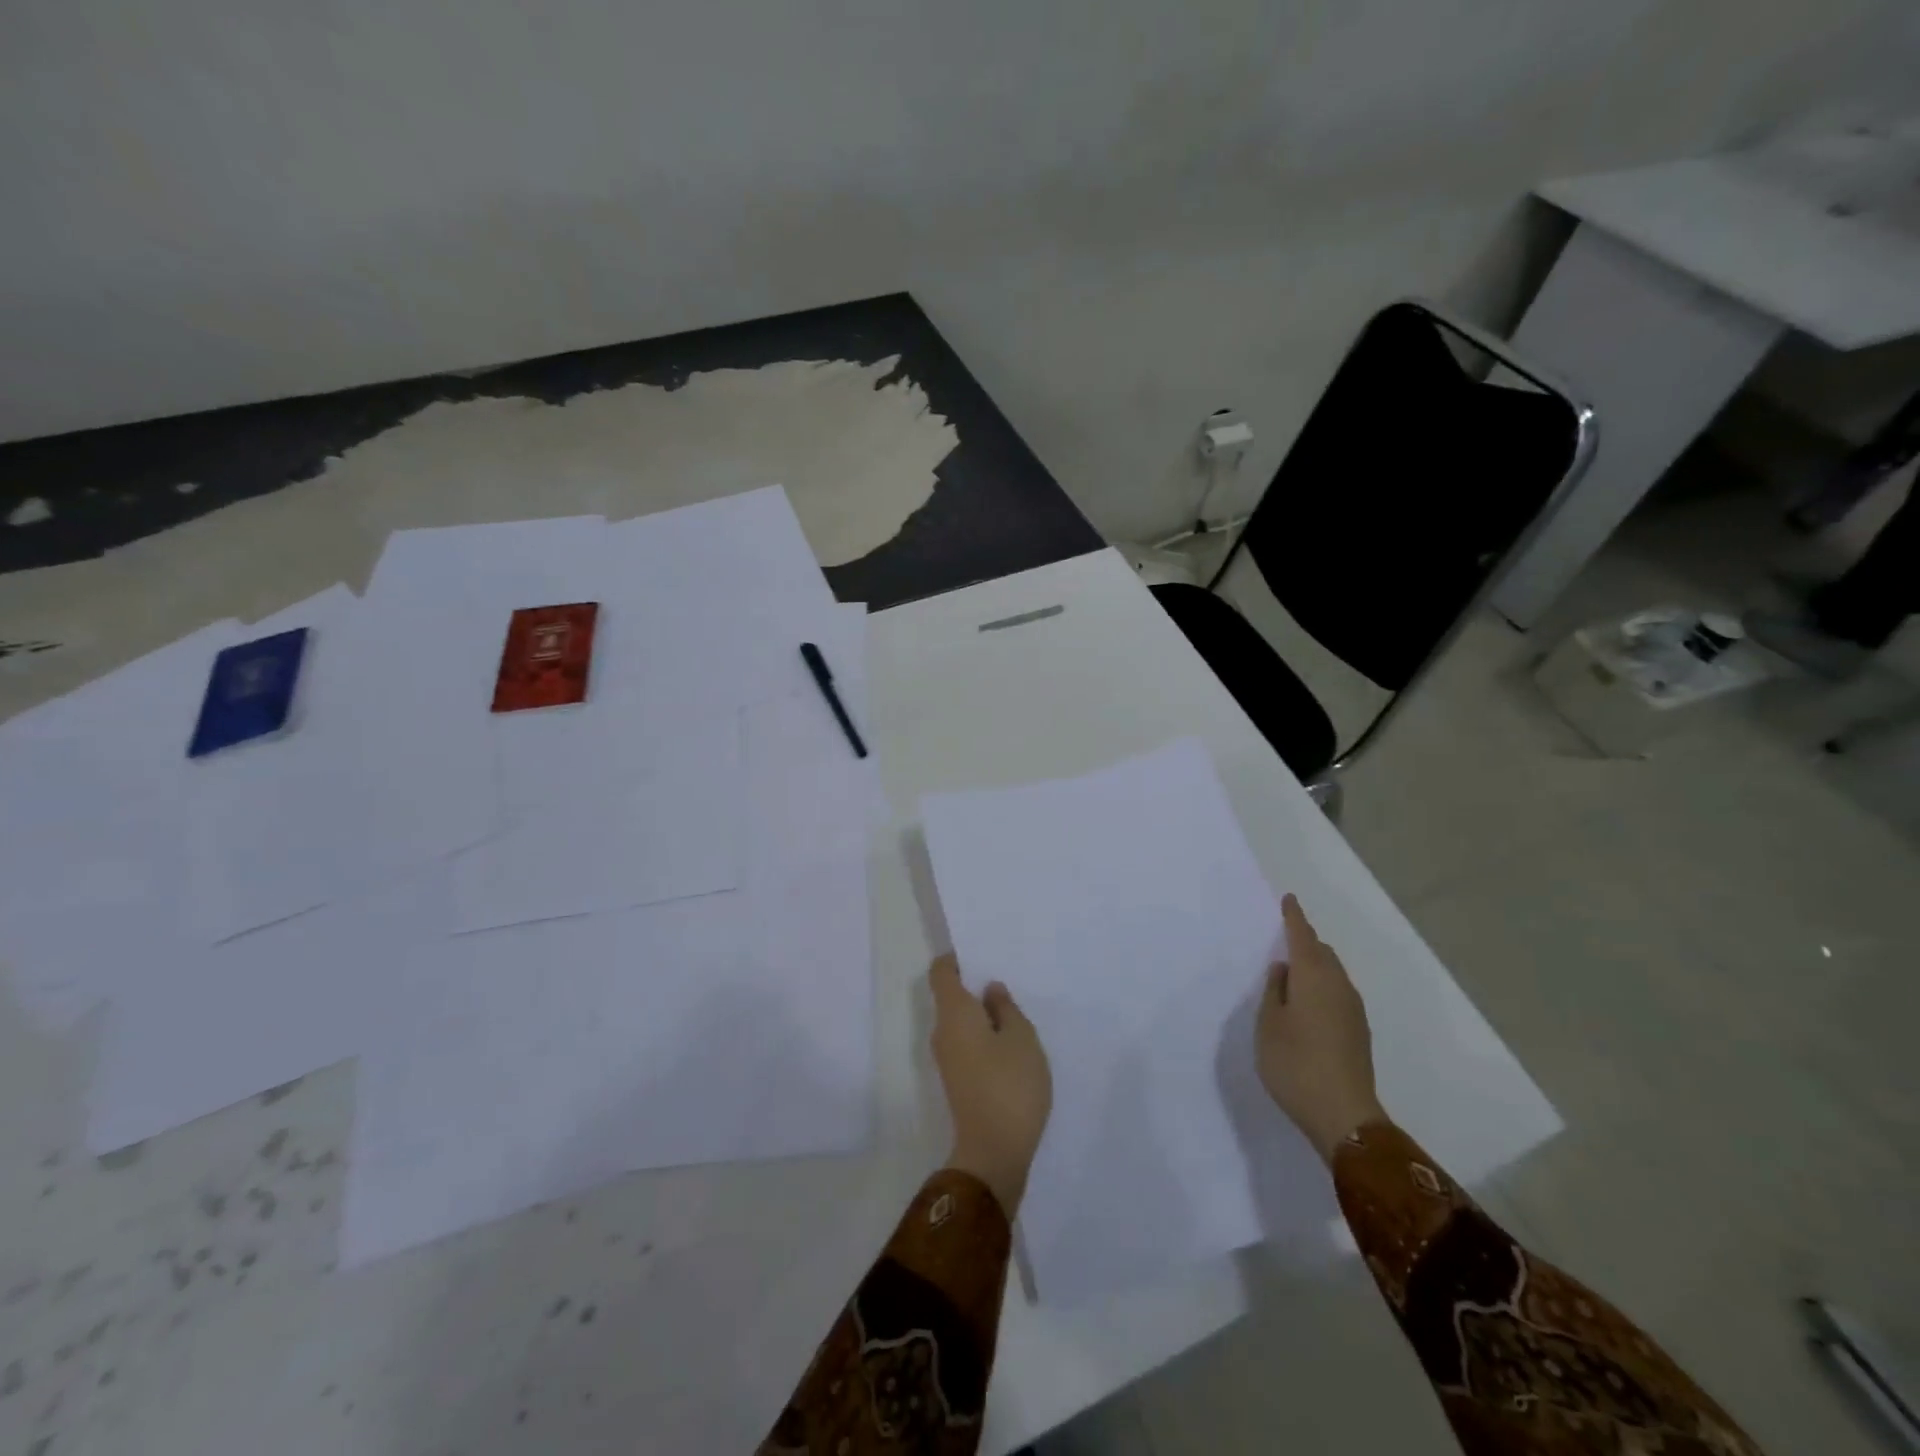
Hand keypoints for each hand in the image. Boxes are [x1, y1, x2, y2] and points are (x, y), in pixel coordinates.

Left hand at [929, 954, 1051, 1215]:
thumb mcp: (1021, 1038)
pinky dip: (982, 1036)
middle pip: (950, 996)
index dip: (956, 959)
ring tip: (1014, 1011)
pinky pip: (965, 1043)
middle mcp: (942, 1032)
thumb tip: (989, 990)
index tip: (980, 954)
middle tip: (1006, 980)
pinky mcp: (957, 1080)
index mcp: (954, 1013)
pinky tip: (1009, 1043)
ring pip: (959, 1022)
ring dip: (981, 1014)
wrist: (993, 1153)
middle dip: (974, 986)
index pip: (941, 972)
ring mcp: (947, 1059)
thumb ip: (1006, 1008)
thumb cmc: (1010, 1085)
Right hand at [1257, 895, 1385, 1161]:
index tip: (1288, 899)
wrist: (1344, 1116)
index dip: (1294, 917)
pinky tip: (1307, 1003)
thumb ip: (1274, 991)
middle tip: (1283, 939)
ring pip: (1333, 973)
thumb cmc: (1295, 1064)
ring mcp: (1353, 1010)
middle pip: (1322, 953)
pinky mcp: (1358, 1031)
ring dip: (1314, 965)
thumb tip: (1284, 969)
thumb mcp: (1268, 1025)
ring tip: (1292, 973)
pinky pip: (1338, 992)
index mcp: (1313, 978)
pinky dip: (1322, 985)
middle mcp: (1338, 986)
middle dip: (1305, 941)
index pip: (1303, 937)